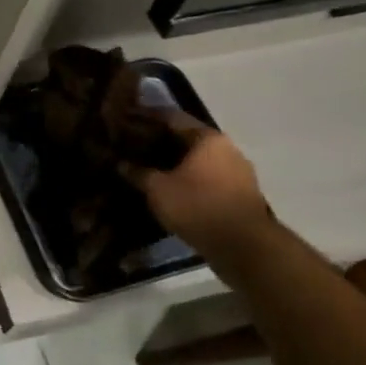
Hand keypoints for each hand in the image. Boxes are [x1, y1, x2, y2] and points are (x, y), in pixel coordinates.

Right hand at [121, 113, 273, 255]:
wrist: (245, 248)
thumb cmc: (198, 206)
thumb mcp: (158, 189)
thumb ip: (137, 173)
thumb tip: (120, 163)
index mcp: (208, 138)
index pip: (171, 117)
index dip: (145, 116)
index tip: (124, 118)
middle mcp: (227, 149)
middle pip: (186, 137)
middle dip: (158, 140)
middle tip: (132, 143)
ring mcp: (238, 172)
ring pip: (197, 159)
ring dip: (174, 161)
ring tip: (147, 165)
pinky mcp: (241, 194)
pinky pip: (207, 177)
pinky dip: (187, 178)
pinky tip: (169, 186)